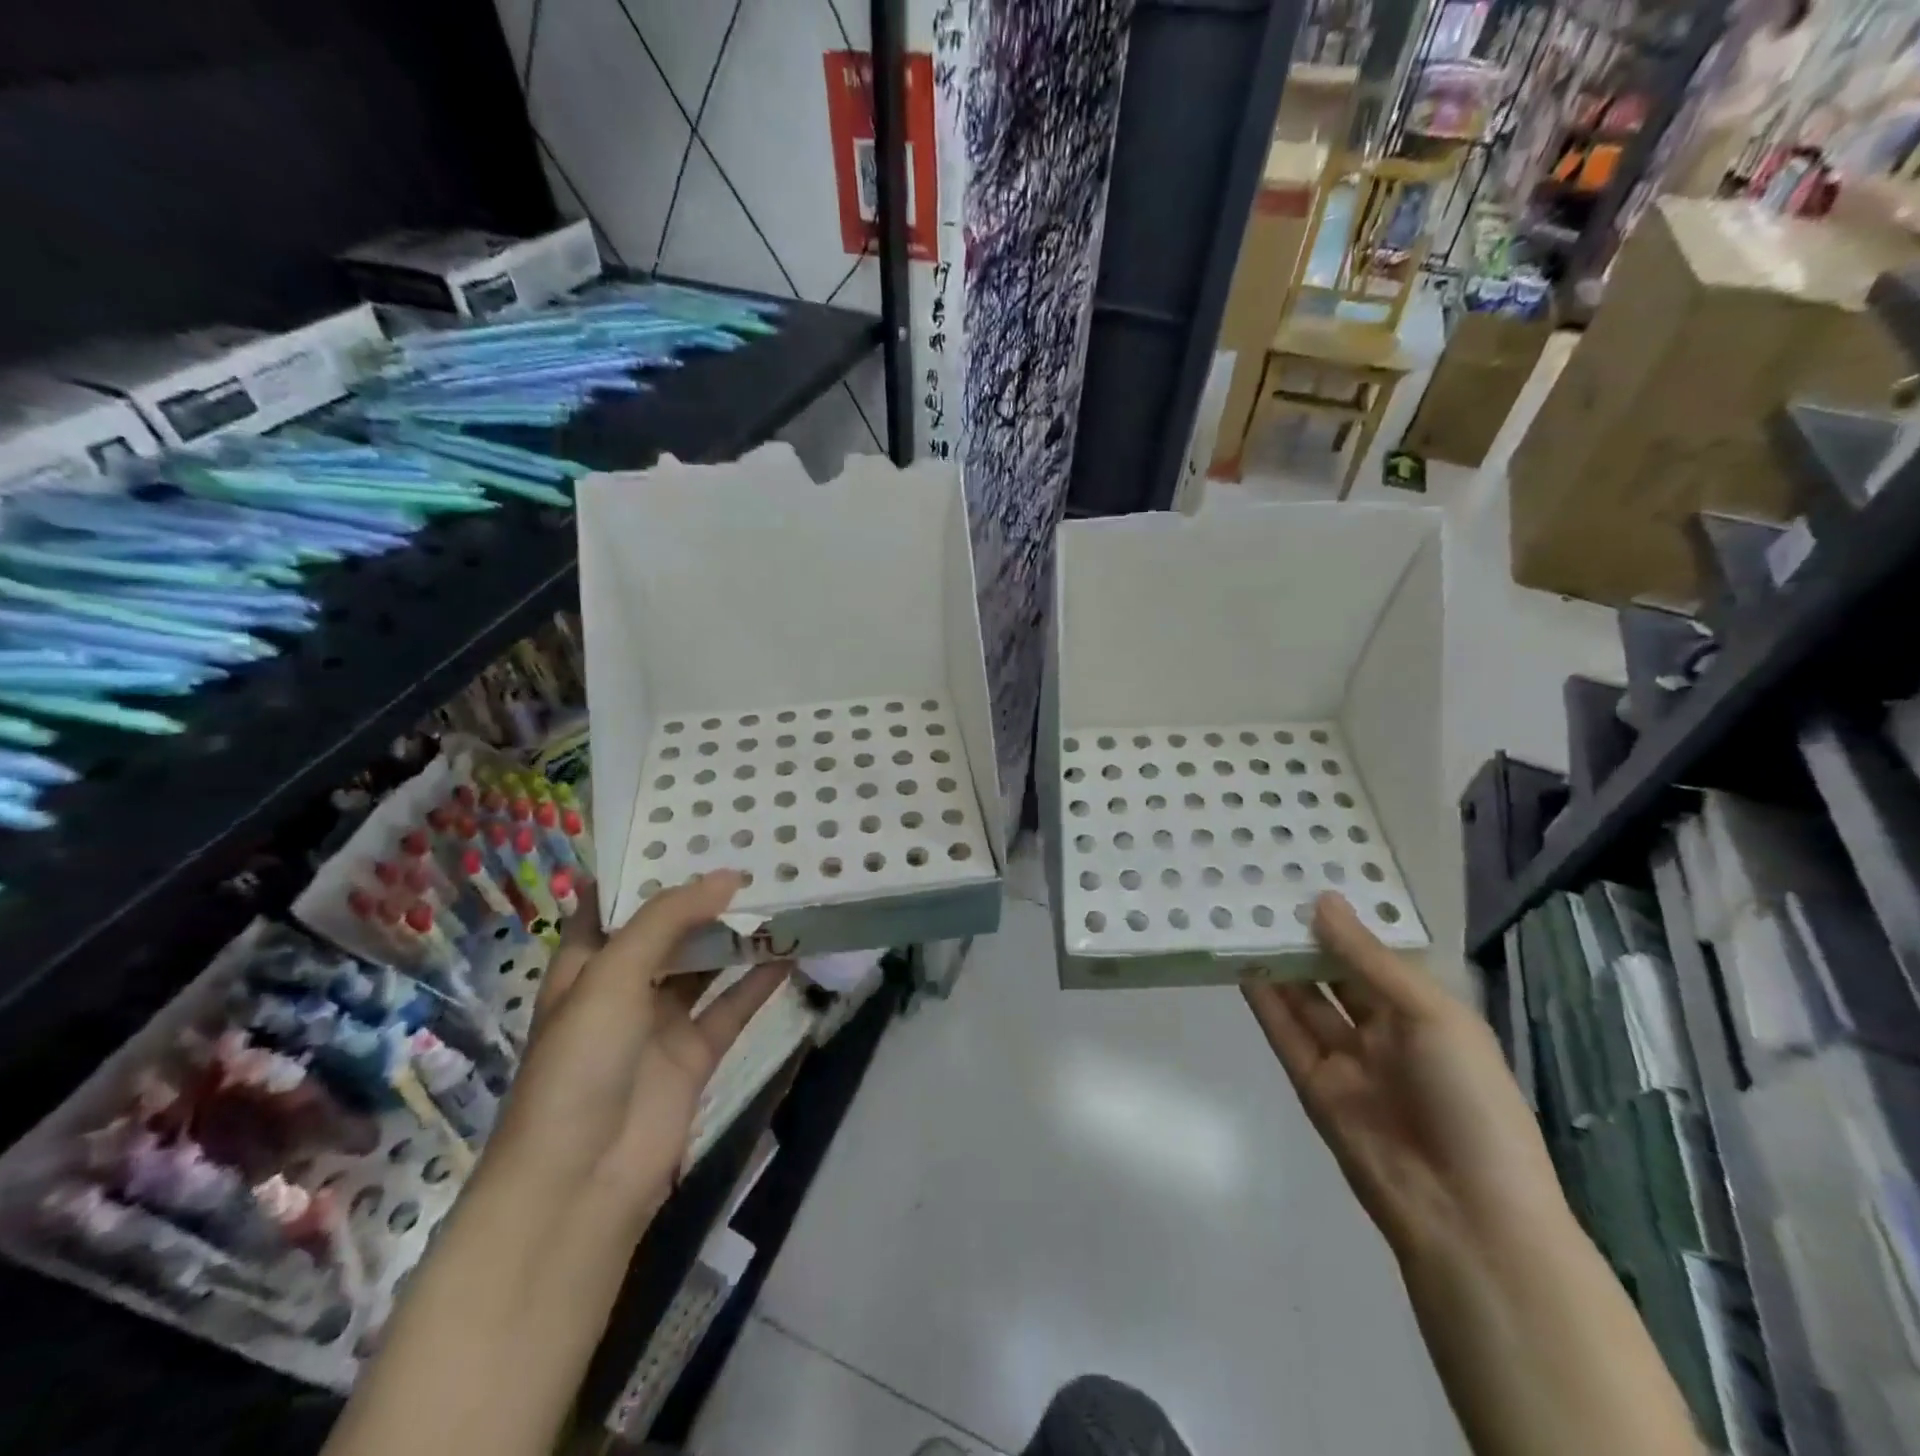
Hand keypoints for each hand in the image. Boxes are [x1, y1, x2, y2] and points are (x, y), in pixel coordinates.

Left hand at [487, 871, 786, 1227]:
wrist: (581, 1182)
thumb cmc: (579, 1064)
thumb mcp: (612, 976)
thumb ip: (669, 920)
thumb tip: (728, 876)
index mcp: (586, 964)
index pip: (616, 902)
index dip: (650, 867)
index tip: (693, 830)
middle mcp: (622, 987)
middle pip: (669, 930)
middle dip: (704, 897)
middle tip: (753, 854)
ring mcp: (660, 1022)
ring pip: (705, 965)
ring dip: (736, 936)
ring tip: (779, 893)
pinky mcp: (695, 1054)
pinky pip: (732, 1005)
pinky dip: (759, 981)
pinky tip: (791, 951)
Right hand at [1242, 893, 1566, 1264]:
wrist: (1465, 1214)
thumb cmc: (1469, 1101)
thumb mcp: (1432, 1016)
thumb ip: (1368, 959)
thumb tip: (1323, 901)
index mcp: (1426, 1012)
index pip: (1377, 955)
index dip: (1346, 920)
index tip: (1308, 877)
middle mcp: (1385, 1031)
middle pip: (1336, 975)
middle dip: (1306, 938)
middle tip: (1265, 891)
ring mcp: (1346, 1059)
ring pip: (1305, 1000)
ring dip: (1279, 963)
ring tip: (1244, 919)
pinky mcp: (1313, 1084)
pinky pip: (1286, 1033)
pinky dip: (1264, 1000)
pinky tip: (1242, 964)